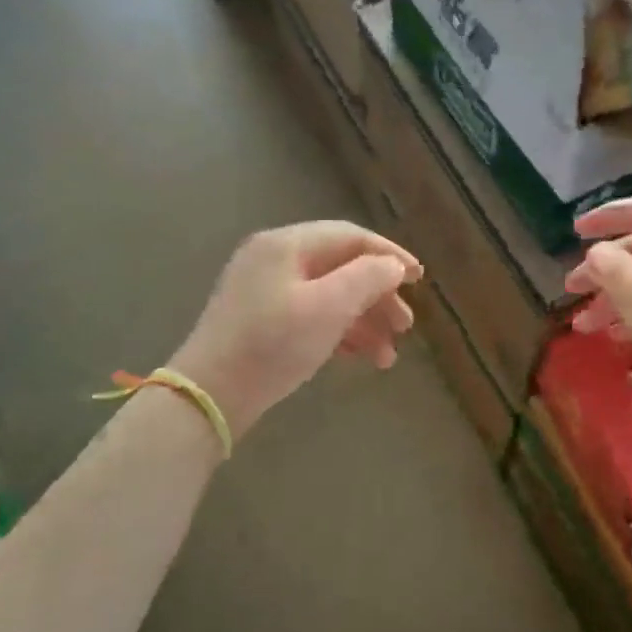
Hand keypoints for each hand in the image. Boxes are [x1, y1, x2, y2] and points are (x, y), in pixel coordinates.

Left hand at [170, 221, 422, 440]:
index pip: (350, 237)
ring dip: (363, 322)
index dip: (389, 255)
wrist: (211, 394)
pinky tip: (361, 357)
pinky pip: (311, 316)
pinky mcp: (261, 321)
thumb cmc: (273, 344)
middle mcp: (274, 259)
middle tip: (406, 326)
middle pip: (341, 268)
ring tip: (387, 357)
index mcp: (287, 245)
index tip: (420, 278)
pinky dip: (339, 333)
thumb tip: (392, 265)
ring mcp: (265, 291)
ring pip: (328, 296)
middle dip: (378, 297)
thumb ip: (367, 278)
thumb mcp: (328, 307)